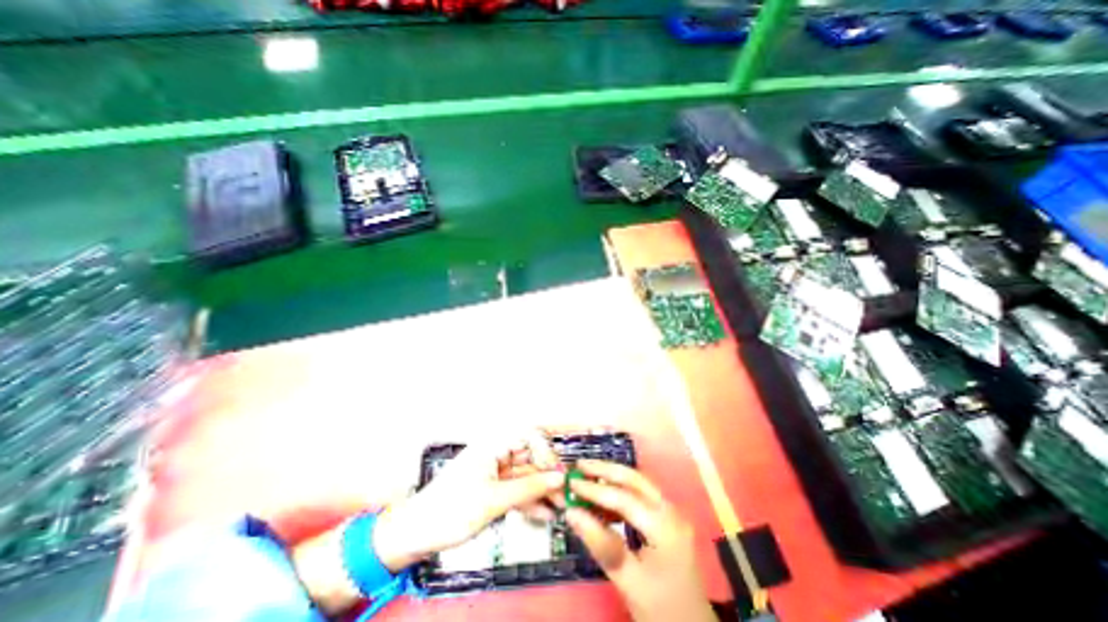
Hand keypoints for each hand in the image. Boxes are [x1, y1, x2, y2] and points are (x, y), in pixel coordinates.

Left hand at [376, 433, 564, 573]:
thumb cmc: (452, 509)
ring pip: (527, 474)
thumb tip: (559, 478)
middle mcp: (498, 452)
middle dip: (549, 474)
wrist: (416, 534)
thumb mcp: (494, 499)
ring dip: (543, 490)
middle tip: (566, 494)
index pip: (530, 434)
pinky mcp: (494, 487)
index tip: (557, 473)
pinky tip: (545, 513)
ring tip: (561, 507)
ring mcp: (497, 470)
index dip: (547, 451)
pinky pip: (518, 488)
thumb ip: (529, 487)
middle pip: (531, 456)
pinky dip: (531, 500)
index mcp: (494, 443)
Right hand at [566, 459, 713, 620]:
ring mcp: (670, 512)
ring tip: (588, 474)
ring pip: (638, 483)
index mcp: (664, 526)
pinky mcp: (666, 518)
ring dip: (612, 477)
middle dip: (605, 469)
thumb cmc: (661, 609)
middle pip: (635, 479)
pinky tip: (603, 496)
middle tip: (580, 465)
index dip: (595, 489)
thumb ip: (601, 544)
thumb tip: (571, 512)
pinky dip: (620, 490)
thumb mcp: (628, 581)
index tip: (571, 483)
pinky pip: (640, 495)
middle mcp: (670, 510)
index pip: (624, 498)